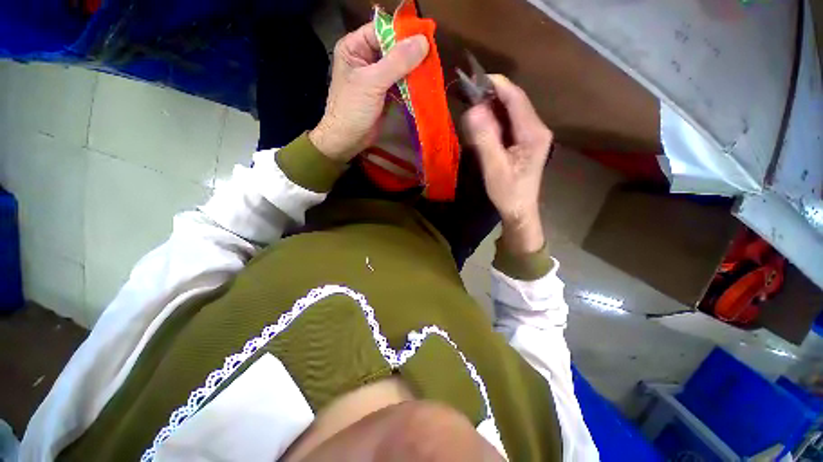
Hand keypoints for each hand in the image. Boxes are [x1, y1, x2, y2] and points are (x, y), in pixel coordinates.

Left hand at [309, 24, 428, 161]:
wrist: (348, 140)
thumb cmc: (352, 109)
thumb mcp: (372, 82)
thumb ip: (397, 62)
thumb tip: (423, 42)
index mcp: (354, 47)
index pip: (381, 30)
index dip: (401, 34)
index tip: (424, 40)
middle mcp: (365, 57)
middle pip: (392, 48)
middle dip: (410, 54)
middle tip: (431, 58)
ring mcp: (375, 76)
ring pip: (398, 66)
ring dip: (412, 71)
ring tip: (430, 71)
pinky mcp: (384, 93)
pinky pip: (400, 83)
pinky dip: (410, 85)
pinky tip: (422, 85)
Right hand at [463, 75, 552, 253]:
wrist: (519, 210)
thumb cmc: (508, 192)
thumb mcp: (494, 167)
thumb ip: (484, 138)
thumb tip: (472, 109)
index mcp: (533, 132)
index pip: (516, 98)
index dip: (496, 84)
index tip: (474, 78)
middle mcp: (537, 128)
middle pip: (514, 102)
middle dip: (491, 95)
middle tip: (467, 95)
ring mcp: (532, 135)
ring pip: (511, 112)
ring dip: (491, 107)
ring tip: (471, 107)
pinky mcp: (525, 142)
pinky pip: (509, 123)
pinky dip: (494, 120)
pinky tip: (481, 124)